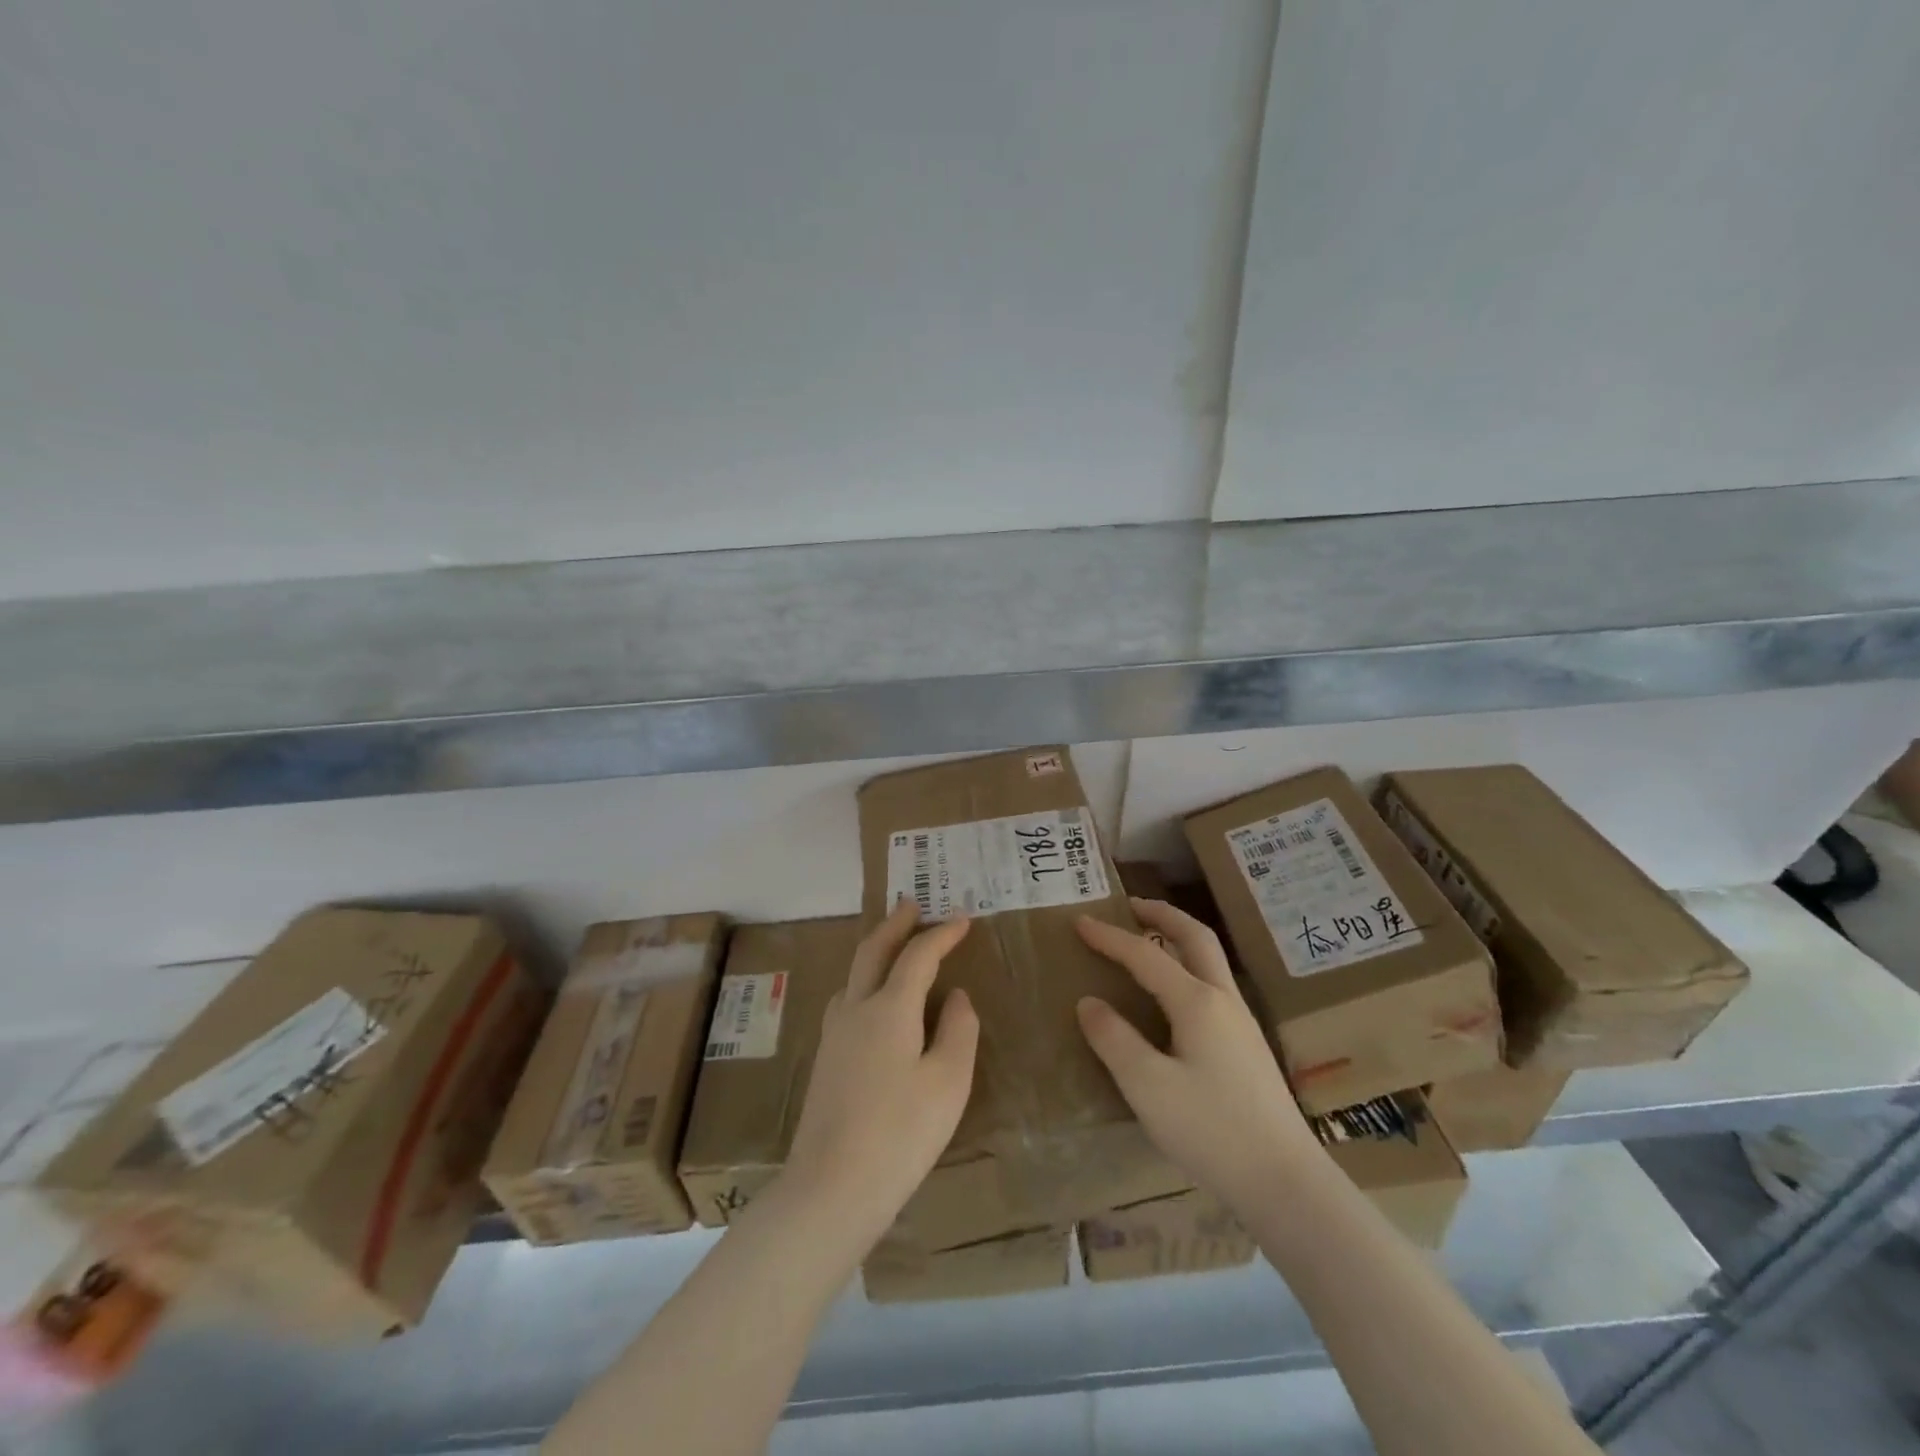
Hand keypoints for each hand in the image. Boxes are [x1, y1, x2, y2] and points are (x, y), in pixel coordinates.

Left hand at [776, 900, 979, 1254]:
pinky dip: (865, 979)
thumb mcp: (948, 1082)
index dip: (941, 933)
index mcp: (889, 1008)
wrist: (830, 1188)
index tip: (963, 919)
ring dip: (876, 949)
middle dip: (894, 923)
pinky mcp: (825, 1058)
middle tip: (912, 903)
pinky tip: (873, 1000)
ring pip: (854, 973)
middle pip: (873, 950)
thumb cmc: (901, 1133)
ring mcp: (834, 1033)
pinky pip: (847, 998)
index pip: (918, 955)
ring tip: (895, 945)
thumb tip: (955, 996)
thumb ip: (958, 1030)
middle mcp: (856, 1009)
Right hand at [1076, 897, 1322, 1216]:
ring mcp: (1241, 1023)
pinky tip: (1174, 994)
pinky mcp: (1248, 1047)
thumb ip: (1114, 1040)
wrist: (1286, 1183)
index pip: (1145, 955)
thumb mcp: (1148, 1087)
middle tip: (1130, 905)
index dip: (1109, 937)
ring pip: (1210, 959)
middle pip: (1195, 937)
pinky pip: (1213, 984)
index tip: (1079, 921)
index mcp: (1197, 1002)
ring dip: (1178, 937)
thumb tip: (1089, 1002)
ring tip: (1148, 940)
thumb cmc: (1211, 1131)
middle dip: (1161, 914)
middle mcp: (1223, 1000)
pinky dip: (1188, 966)